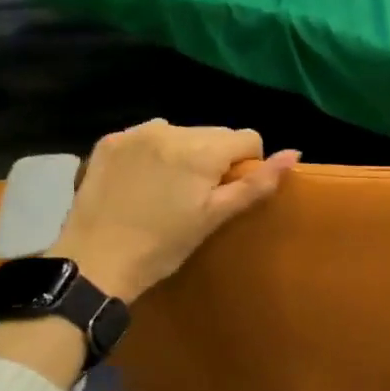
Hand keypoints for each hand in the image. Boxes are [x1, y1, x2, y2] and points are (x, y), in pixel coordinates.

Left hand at [51, 120, 298, 299]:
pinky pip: (149, 136)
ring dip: (186, 153)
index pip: (248, 137)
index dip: (247, 165)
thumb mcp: (216, 217)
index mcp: (200, 150)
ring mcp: (135, 133)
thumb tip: (294, 153)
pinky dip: (154, 153)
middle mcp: (169, 129)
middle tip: (198, 196)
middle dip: (216, 158)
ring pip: (183, 132)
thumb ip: (257, 183)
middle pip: (215, 133)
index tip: (227, 193)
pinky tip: (142, 182)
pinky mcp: (109, 141)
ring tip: (169, 189)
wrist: (95, 261)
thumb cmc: (164, 246)